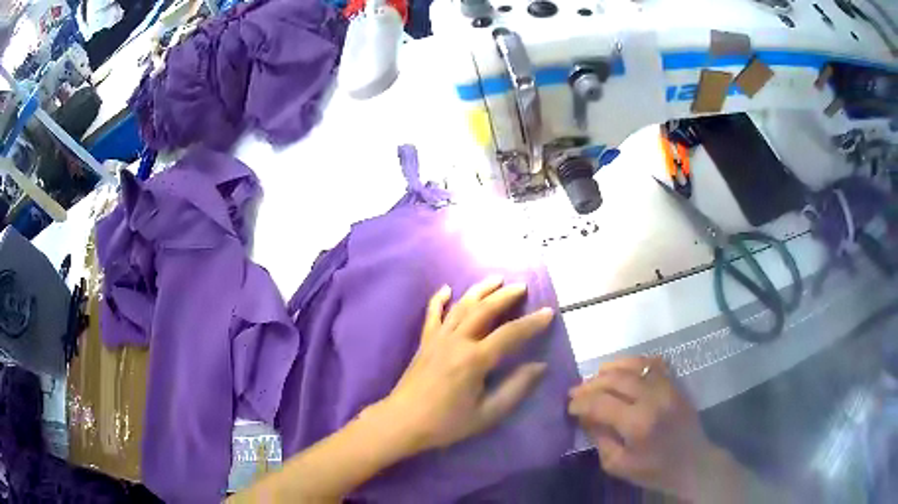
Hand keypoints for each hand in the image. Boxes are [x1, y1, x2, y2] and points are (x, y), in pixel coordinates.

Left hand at [375, 276, 554, 453]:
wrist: (403, 422)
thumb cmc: (447, 423)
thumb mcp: (487, 413)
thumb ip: (515, 388)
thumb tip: (539, 366)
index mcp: (475, 360)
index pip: (510, 334)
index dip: (532, 323)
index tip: (549, 312)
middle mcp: (457, 341)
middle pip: (485, 310)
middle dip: (505, 296)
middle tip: (522, 286)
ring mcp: (438, 339)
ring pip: (461, 306)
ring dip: (480, 290)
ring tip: (496, 278)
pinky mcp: (424, 342)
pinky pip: (432, 314)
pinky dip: (439, 299)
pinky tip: (446, 288)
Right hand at [568, 357, 715, 499]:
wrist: (692, 463)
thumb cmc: (654, 470)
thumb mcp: (618, 465)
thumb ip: (600, 438)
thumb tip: (585, 416)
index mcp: (637, 423)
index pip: (600, 403)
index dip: (580, 403)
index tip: (570, 406)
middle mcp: (653, 398)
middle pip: (615, 379)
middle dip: (591, 384)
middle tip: (577, 391)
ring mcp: (667, 387)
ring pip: (634, 365)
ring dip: (611, 368)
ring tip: (596, 377)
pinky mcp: (676, 384)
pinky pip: (654, 363)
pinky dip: (636, 362)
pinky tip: (625, 370)